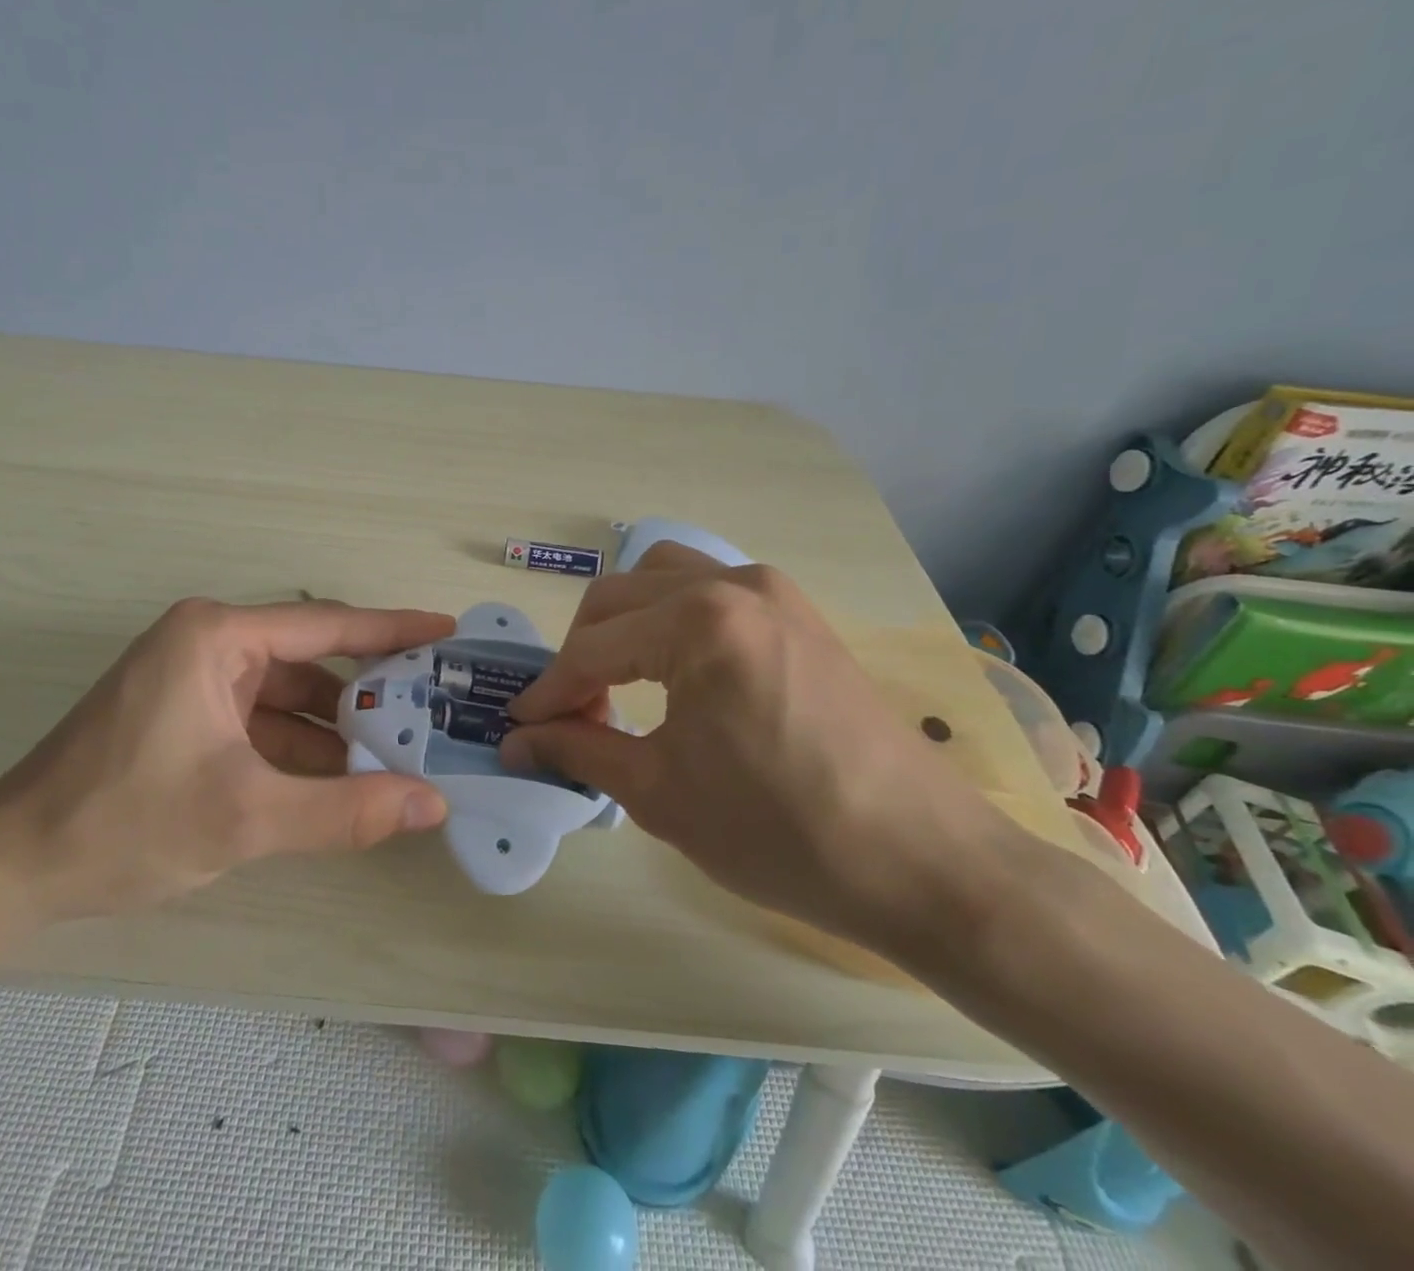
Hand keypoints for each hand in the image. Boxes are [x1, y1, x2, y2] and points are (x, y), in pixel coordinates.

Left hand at [0, 598, 454, 921]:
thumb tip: (431, 804)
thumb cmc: (123, 823)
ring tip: (397, 759)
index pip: (327, 625)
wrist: (9, 871)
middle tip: (431, 710)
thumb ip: (345, 811)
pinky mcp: (185, 717)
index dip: (393, 629)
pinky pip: (260, 723)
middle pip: (310, 661)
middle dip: (367, 693)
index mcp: (217, 637)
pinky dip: (298, 750)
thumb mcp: (245, 818)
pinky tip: (337, 783)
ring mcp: (193, 681)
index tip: (445, 631)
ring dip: (334, 731)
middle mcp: (207, 644)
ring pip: (286, 698)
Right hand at [501, 543, 1011, 952]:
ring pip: (660, 578)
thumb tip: (517, 740)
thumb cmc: (780, 833)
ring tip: (616, 684)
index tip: (519, 727)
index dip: (548, 691)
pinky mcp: (796, 611)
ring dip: (623, 624)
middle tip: (570, 715)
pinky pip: (707, 590)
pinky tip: (670, 669)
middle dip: (580, 654)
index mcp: (698, 622)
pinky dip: (668, 618)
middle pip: (617, 597)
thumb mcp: (660, 794)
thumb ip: (579, 750)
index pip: (592, 648)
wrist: (924, 862)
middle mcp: (732, 584)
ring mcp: (772, 591)